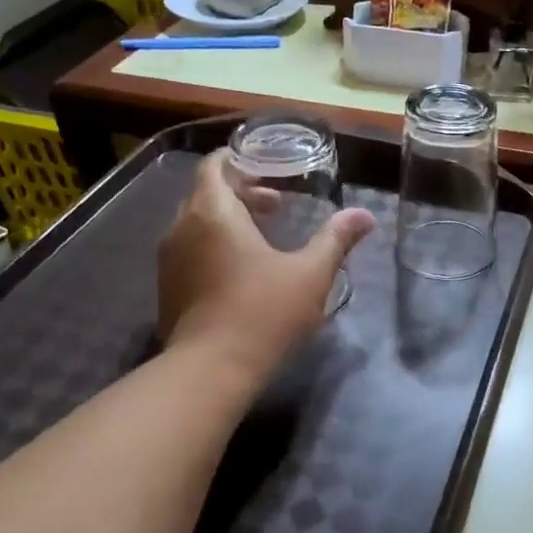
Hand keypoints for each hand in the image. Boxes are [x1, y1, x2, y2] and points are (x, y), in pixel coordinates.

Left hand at [157, 151, 375, 375]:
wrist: (210, 370)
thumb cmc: (263, 312)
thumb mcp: (311, 274)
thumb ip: (336, 239)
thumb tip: (365, 215)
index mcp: (213, 213)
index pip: (214, 166)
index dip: (240, 162)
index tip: (268, 169)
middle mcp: (182, 228)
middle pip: (206, 193)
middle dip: (241, 193)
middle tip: (277, 206)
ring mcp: (169, 261)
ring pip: (196, 223)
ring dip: (227, 221)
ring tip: (262, 238)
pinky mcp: (167, 288)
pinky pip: (189, 250)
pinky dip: (213, 245)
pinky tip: (241, 271)